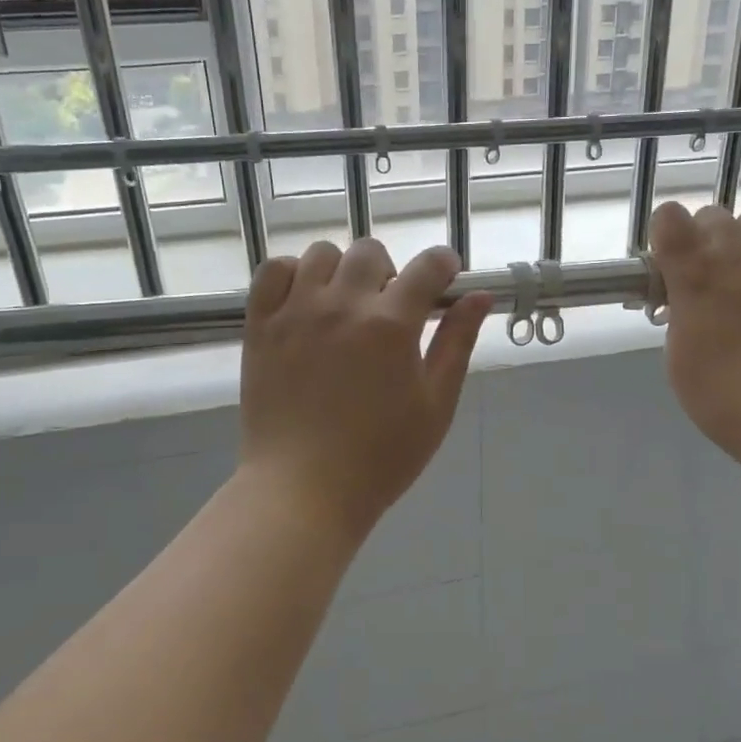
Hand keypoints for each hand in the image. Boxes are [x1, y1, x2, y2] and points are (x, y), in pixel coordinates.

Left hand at [239, 238, 492, 536]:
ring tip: (345, 307)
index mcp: (392, 325)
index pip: (427, 266)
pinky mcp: (261, 325)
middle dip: (392, 272)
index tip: (445, 276)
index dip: (444, 264)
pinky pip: (274, 270)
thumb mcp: (435, 405)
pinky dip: (294, 275)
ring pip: (323, 253)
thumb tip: (479, 296)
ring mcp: (296, 312)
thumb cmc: (381, 457)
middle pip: (372, 252)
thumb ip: (457, 343)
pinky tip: (305, 304)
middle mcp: (343, 305)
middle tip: (390, 311)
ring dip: (343, 271)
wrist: (304, 489)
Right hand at [649, 203, 740, 464]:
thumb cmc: (722, 394)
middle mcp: (735, 253)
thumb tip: (686, 302)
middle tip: (701, 279)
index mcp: (693, 273)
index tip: (665, 267)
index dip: (664, 236)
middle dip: (700, 238)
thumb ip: (679, 316)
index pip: (669, 217)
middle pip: (712, 214)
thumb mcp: (677, 357)